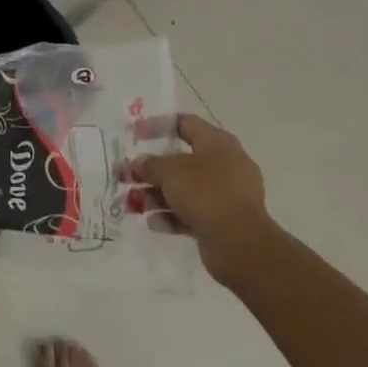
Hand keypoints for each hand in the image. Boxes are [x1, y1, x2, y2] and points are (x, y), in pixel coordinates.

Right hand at [131, 116, 276, 291]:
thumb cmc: (205, 193)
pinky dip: (172, 215)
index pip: (185, 123)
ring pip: (186, 189)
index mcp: (218, 142)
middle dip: (153, 169)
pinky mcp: (224, 220)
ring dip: (158, 195)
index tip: (134, 135)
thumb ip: (150, 165)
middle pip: (182, 160)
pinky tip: (154, 223)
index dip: (157, 126)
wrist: (239, 243)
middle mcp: (225, 164)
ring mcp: (226, 194)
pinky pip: (193, 212)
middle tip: (128, 176)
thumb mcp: (170, 172)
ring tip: (134, 204)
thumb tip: (140, 163)